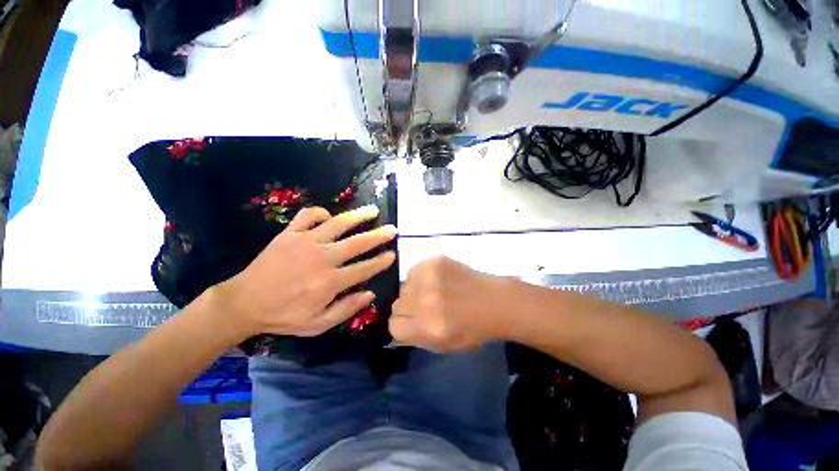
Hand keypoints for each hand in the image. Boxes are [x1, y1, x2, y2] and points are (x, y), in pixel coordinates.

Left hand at [213, 205, 396, 340]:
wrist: (244, 303)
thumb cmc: (283, 316)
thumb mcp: (317, 325)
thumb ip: (346, 309)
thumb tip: (370, 294)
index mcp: (329, 282)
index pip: (364, 269)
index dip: (381, 261)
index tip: (392, 254)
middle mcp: (322, 258)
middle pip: (357, 243)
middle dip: (378, 236)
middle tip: (392, 229)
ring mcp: (305, 242)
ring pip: (338, 224)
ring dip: (358, 216)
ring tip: (372, 210)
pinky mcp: (290, 234)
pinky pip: (309, 215)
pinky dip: (321, 213)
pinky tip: (329, 217)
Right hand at [389, 257, 513, 351]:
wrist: (495, 301)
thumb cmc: (472, 329)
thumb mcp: (443, 346)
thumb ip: (416, 336)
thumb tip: (398, 322)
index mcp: (427, 328)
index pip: (393, 325)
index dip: (403, 325)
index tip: (413, 322)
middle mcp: (425, 301)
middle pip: (397, 304)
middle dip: (408, 308)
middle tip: (425, 306)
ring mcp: (429, 278)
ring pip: (404, 285)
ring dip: (414, 290)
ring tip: (432, 291)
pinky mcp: (434, 261)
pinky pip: (414, 270)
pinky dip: (421, 276)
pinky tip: (437, 279)